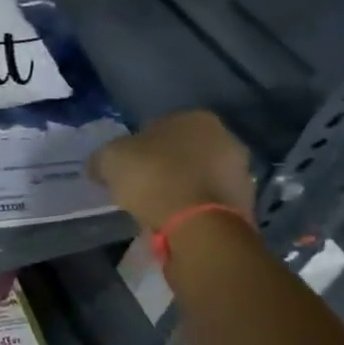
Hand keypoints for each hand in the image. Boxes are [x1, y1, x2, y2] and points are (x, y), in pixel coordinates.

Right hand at [90, 110, 254, 232]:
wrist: (199, 226)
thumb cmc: (154, 178)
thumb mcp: (109, 159)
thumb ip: (102, 158)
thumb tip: (97, 166)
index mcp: (196, 118)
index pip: (159, 125)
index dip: (138, 145)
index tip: (124, 165)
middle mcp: (226, 138)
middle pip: (183, 150)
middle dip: (164, 164)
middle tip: (138, 184)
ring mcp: (241, 172)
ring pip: (198, 176)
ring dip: (180, 187)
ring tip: (154, 207)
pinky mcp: (245, 205)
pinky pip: (207, 201)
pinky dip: (191, 207)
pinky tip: (172, 220)